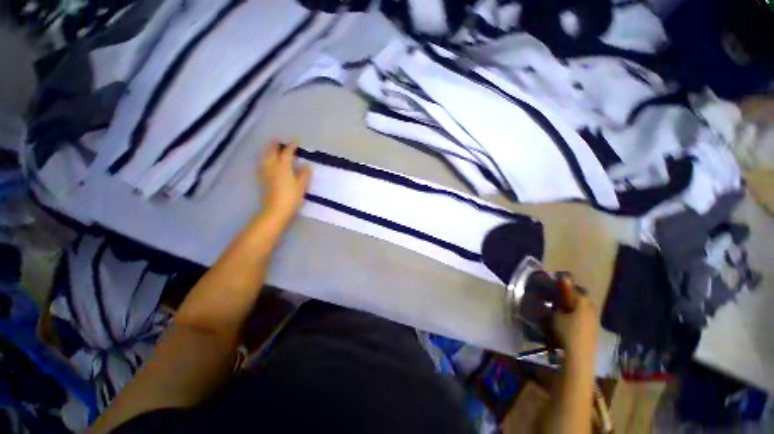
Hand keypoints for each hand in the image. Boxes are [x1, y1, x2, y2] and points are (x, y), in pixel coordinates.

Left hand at [258, 140, 311, 226]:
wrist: (276, 210)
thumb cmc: (291, 198)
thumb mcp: (302, 186)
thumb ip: (304, 174)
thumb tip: (306, 165)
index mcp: (284, 167)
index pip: (287, 153)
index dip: (291, 146)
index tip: (296, 141)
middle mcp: (272, 167)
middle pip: (271, 152)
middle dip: (275, 144)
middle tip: (278, 138)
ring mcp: (265, 173)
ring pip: (264, 157)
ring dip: (266, 150)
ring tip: (268, 146)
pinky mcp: (261, 180)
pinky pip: (260, 165)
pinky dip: (262, 160)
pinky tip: (263, 161)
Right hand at [552, 277, 597, 359]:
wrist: (580, 353)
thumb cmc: (566, 332)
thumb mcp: (557, 316)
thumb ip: (558, 304)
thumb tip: (555, 296)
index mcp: (581, 302)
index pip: (572, 288)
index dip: (565, 283)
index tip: (559, 278)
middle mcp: (590, 307)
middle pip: (582, 295)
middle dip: (574, 291)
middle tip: (563, 290)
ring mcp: (594, 317)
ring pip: (586, 304)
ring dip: (578, 300)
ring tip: (568, 301)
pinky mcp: (594, 326)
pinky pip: (587, 312)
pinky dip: (581, 309)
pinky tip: (574, 312)